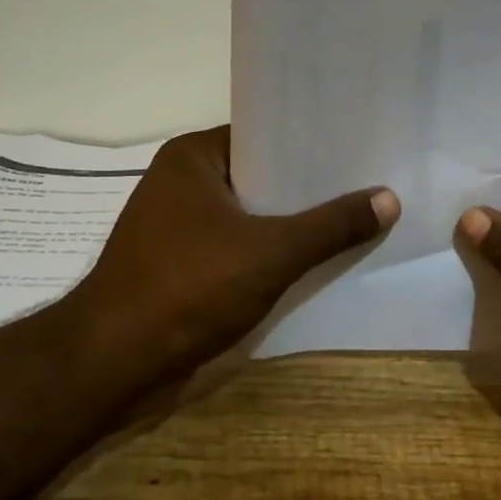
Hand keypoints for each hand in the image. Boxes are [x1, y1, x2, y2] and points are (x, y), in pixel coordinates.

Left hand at [85, 126, 398, 372]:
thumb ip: (330, 226)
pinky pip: (239, 245)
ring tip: (354, 217)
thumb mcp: (270, 252)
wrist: (111, 366)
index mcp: (194, 157)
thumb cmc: (187, 289)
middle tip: (369, 181)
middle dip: (309, 186)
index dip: (311, 141)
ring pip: (252, 214)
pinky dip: (271, 251)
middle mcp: (184, 181)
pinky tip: (315, 259)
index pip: (264, 133)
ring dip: (292, 222)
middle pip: (261, 175)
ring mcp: (180, 225)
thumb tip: (389, 198)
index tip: (358, 146)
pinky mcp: (183, 264)